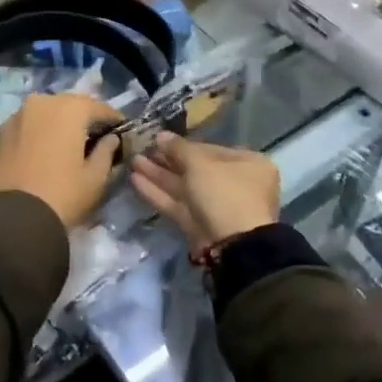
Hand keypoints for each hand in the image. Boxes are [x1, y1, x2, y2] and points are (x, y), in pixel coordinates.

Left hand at [0, 93, 122, 228]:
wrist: (11, 222)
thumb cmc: (62, 195)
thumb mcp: (95, 178)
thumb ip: (106, 152)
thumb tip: (110, 139)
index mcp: (68, 108)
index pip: (98, 107)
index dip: (112, 119)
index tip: (121, 131)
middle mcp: (39, 103)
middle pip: (67, 106)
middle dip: (82, 119)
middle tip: (93, 137)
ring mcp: (13, 118)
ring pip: (42, 115)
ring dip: (55, 126)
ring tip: (63, 146)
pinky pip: (23, 130)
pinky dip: (34, 137)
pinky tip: (38, 155)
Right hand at [129, 133, 279, 251]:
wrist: (233, 245)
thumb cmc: (224, 192)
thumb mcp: (200, 163)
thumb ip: (178, 148)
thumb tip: (161, 135)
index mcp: (247, 164)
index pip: (210, 149)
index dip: (183, 144)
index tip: (159, 139)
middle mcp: (235, 184)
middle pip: (195, 169)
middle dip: (167, 160)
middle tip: (142, 149)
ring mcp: (216, 207)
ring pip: (184, 187)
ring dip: (158, 175)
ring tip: (133, 161)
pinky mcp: (199, 226)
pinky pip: (178, 204)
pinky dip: (158, 193)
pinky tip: (135, 180)